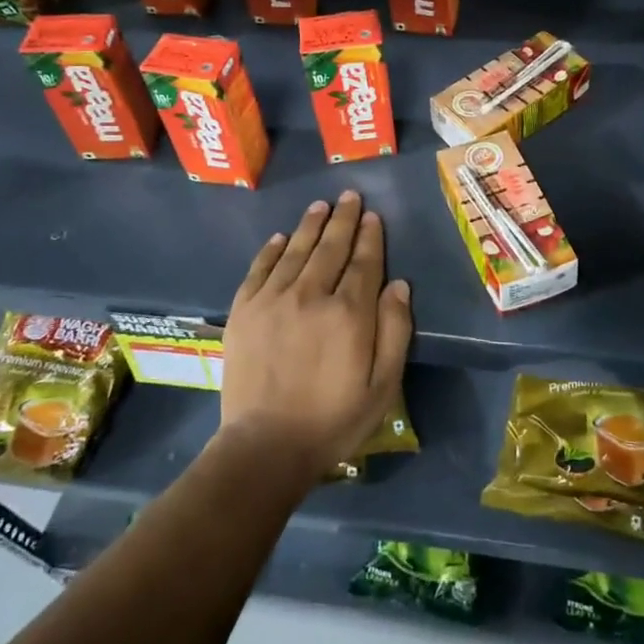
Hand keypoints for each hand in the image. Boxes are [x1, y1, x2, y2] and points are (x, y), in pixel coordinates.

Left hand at [218, 190, 412, 486]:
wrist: (265, 447)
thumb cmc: (333, 420)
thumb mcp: (383, 385)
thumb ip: (395, 331)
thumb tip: (400, 285)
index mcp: (349, 313)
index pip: (364, 262)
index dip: (370, 237)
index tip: (374, 216)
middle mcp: (311, 295)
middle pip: (330, 247)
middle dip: (343, 219)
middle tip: (349, 196)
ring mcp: (273, 300)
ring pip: (295, 250)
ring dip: (310, 225)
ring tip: (320, 205)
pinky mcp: (244, 312)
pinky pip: (259, 269)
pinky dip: (271, 250)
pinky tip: (279, 237)